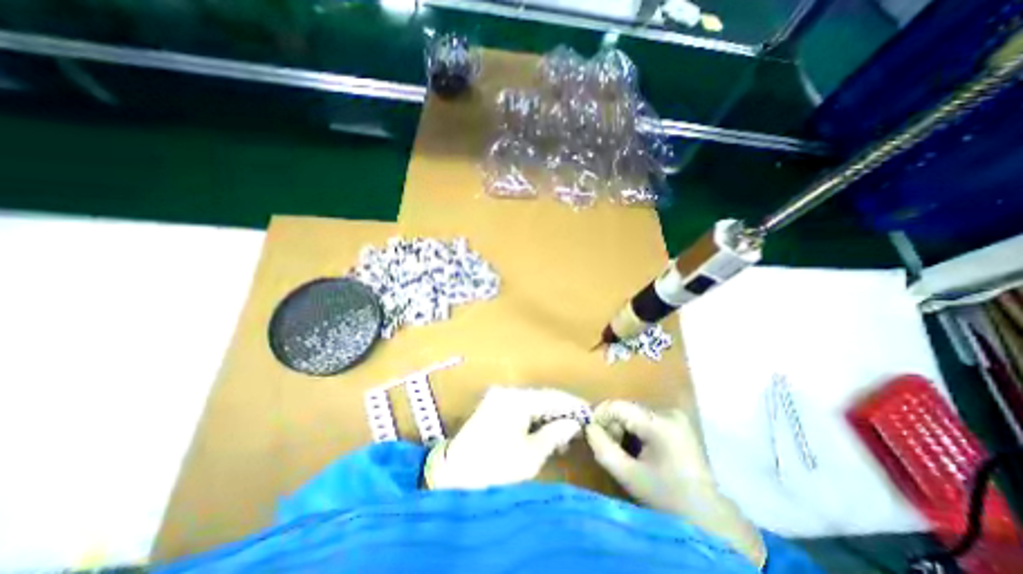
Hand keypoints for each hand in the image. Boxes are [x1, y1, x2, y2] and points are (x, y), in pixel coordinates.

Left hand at [422, 385, 583, 488]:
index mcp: (516, 399)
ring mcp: (497, 398)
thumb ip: (555, 434)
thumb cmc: (495, 468)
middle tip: (579, 428)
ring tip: (563, 435)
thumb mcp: (530, 455)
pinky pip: (519, 408)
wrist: (452, 477)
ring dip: (547, 416)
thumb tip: (574, 423)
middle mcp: (507, 391)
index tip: (590, 412)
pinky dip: (533, 418)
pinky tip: (543, 431)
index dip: (572, 405)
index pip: (552, 396)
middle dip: (560, 411)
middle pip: (541, 397)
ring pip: (531, 403)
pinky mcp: (492, 407)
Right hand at [584, 398, 713, 515]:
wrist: (707, 517)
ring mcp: (675, 416)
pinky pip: (646, 418)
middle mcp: (668, 412)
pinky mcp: (678, 422)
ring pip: (634, 413)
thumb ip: (603, 449)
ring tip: (625, 451)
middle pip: (626, 409)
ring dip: (623, 428)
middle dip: (613, 426)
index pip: (618, 406)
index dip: (600, 416)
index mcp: (659, 424)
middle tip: (611, 449)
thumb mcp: (629, 477)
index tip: (592, 434)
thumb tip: (588, 427)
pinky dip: (635, 430)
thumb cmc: (666, 499)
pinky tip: (639, 449)